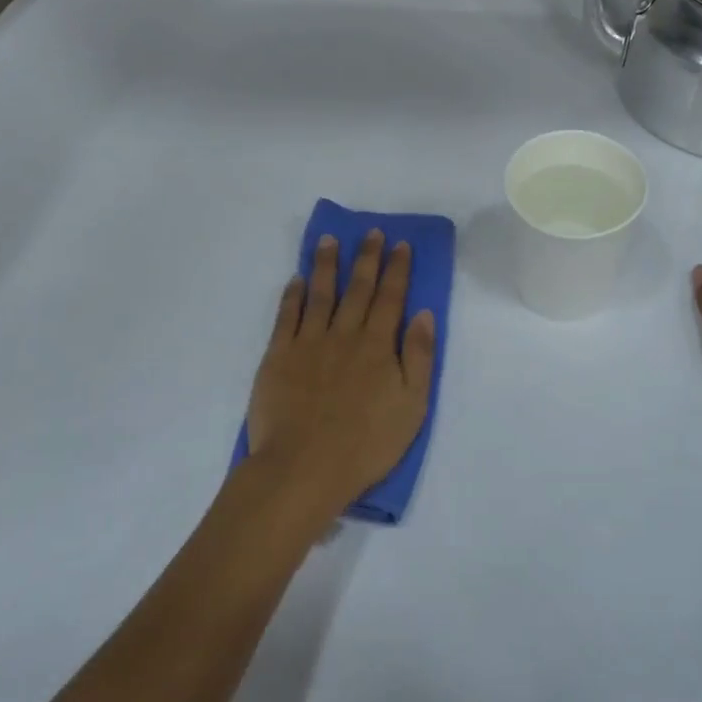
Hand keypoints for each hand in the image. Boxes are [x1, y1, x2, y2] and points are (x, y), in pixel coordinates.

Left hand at [244, 232, 436, 520]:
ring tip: (330, 240)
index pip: (391, 297)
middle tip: (371, 232)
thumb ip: (419, 357)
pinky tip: (297, 280)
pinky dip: (292, 295)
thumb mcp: (412, 406)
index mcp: (378, 346)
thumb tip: (424, 314)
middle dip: (367, 258)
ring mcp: (308, 343)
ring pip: (320, 294)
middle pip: (358, 289)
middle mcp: (344, 335)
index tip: (400, 244)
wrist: (304, 468)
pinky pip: (286, 316)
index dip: (397, 269)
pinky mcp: (278, 356)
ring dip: (327, 265)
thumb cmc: (366, 444)